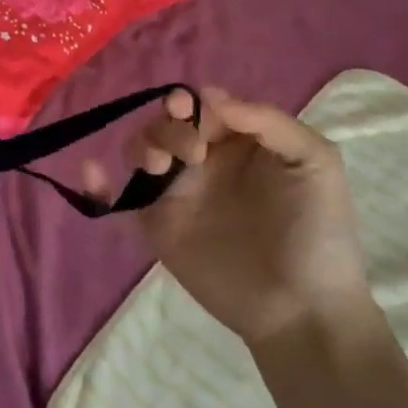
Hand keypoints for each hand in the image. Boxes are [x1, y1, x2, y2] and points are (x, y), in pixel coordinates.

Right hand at [91, 86, 369, 346]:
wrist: (303, 310)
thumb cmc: (317, 231)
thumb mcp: (315, 161)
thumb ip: (267, 121)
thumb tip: (210, 97)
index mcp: (239, 143)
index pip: (202, 106)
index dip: (191, 102)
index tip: (188, 110)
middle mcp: (204, 162)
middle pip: (166, 122)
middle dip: (169, 125)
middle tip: (191, 152)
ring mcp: (177, 194)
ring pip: (141, 149)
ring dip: (141, 143)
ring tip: (160, 166)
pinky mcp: (156, 226)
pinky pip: (117, 199)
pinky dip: (95, 183)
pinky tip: (90, 171)